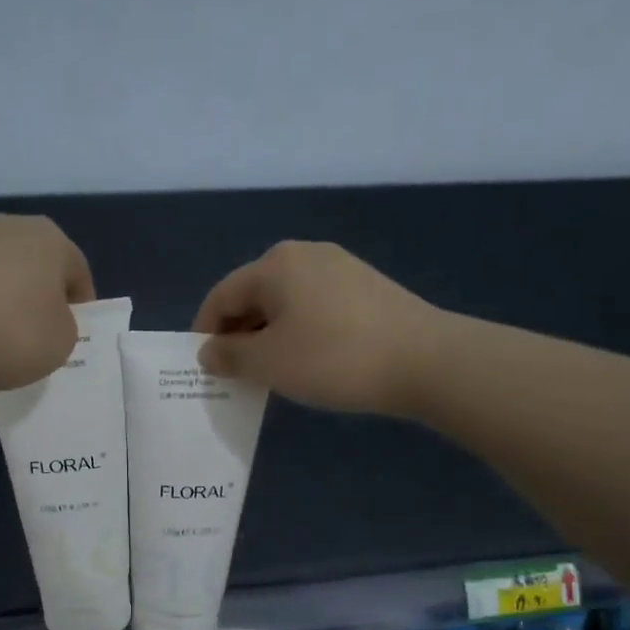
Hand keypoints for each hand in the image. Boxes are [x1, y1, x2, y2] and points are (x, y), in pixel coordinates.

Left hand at [0, 213, 93, 398]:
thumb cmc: (8, 336)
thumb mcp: (61, 343)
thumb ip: (65, 325)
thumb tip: (45, 317)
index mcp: (49, 238)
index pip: (78, 271)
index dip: (80, 306)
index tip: (72, 335)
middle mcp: (6, 225)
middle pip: (34, 264)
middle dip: (38, 296)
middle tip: (36, 335)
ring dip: (1, 298)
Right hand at [194, 241, 437, 416]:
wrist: (424, 361)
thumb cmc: (333, 358)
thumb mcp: (269, 363)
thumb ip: (229, 356)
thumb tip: (209, 351)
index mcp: (274, 265)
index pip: (221, 296)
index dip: (205, 332)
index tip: (205, 368)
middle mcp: (304, 254)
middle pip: (253, 294)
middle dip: (238, 334)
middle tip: (237, 374)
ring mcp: (340, 267)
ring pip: (285, 302)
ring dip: (268, 335)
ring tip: (272, 371)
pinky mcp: (366, 287)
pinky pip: (314, 306)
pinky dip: (299, 331)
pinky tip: (309, 360)